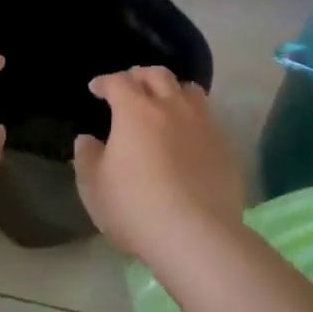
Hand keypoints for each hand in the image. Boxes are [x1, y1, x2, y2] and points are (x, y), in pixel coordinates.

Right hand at [73, 67, 243, 257]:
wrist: (196, 235)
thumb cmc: (135, 208)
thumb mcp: (94, 187)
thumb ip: (87, 157)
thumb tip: (87, 140)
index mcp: (135, 111)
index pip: (118, 81)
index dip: (105, 81)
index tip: (97, 88)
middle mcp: (171, 107)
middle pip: (157, 75)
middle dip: (140, 76)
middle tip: (131, 86)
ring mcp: (203, 125)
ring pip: (190, 91)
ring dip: (173, 91)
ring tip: (165, 104)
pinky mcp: (225, 147)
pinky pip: (208, 120)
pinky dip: (194, 119)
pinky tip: (189, 137)